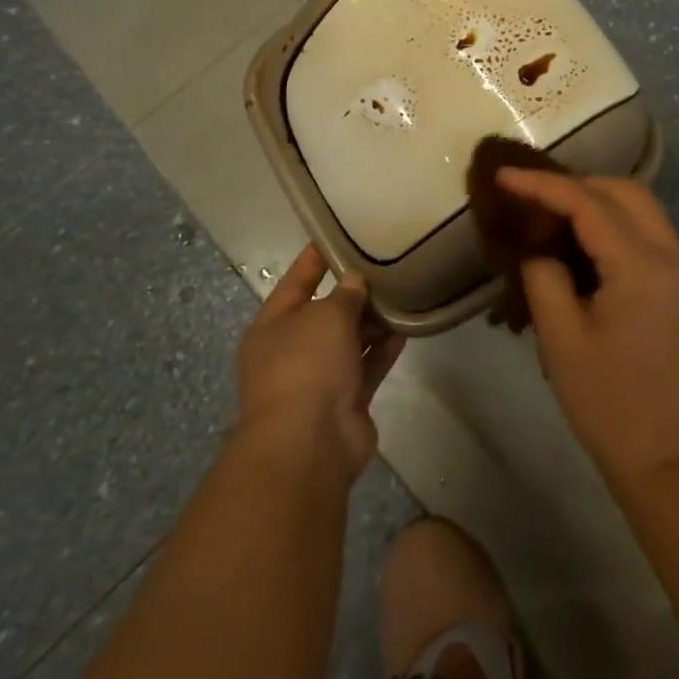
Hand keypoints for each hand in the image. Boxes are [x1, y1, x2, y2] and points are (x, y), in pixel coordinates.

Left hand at [234, 245, 403, 482]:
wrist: (308, 443)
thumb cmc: (305, 364)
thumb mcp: (325, 315)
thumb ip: (344, 294)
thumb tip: (355, 282)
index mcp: (272, 326)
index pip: (297, 281)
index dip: (317, 258)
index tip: (341, 235)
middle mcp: (291, 351)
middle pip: (325, 314)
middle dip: (353, 293)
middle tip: (385, 265)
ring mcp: (318, 380)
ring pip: (349, 342)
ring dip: (372, 322)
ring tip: (402, 292)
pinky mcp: (345, 403)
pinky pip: (366, 367)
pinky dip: (383, 350)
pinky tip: (406, 329)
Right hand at [497, 170, 678, 493]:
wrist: (673, 466)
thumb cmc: (610, 406)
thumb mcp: (562, 340)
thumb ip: (543, 278)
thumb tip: (538, 249)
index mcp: (642, 266)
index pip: (587, 203)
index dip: (542, 185)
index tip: (503, 176)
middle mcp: (672, 257)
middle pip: (625, 192)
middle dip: (576, 184)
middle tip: (532, 196)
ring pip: (642, 209)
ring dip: (598, 201)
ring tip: (552, 214)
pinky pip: (649, 235)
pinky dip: (616, 224)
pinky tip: (584, 243)